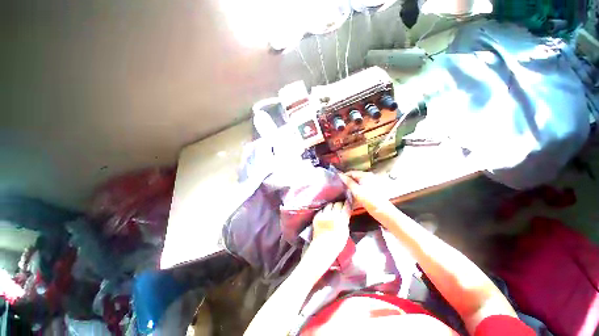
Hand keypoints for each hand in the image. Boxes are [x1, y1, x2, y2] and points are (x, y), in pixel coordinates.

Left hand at [310, 202, 350, 256]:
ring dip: (332, 206)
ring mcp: (323, 215)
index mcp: (341, 219)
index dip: (348, 204)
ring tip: (333, 209)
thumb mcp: (345, 232)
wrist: (322, 248)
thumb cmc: (337, 243)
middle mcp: (332, 215)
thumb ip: (345, 220)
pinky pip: (322, 210)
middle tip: (341, 206)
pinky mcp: (317, 216)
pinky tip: (326, 214)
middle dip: (340, 204)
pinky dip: (325, 210)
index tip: (348, 203)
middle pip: (337, 203)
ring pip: (329, 205)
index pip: (346, 206)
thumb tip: (345, 214)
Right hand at [339, 171, 394, 221]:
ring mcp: (371, 183)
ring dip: (351, 187)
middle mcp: (369, 177)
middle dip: (347, 182)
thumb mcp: (356, 190)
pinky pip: (361, 187)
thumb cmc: (369, 200)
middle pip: (354, 177)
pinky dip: (356, 190)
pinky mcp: (371, 190)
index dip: (344, 176)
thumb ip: (348, 182)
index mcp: (365, 175)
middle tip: (340, 187)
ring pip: (357, 183)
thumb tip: (340, 175)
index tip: (337, 181)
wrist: (382, 211)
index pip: (351, 172)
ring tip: (345, 192)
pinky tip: (353, 196)